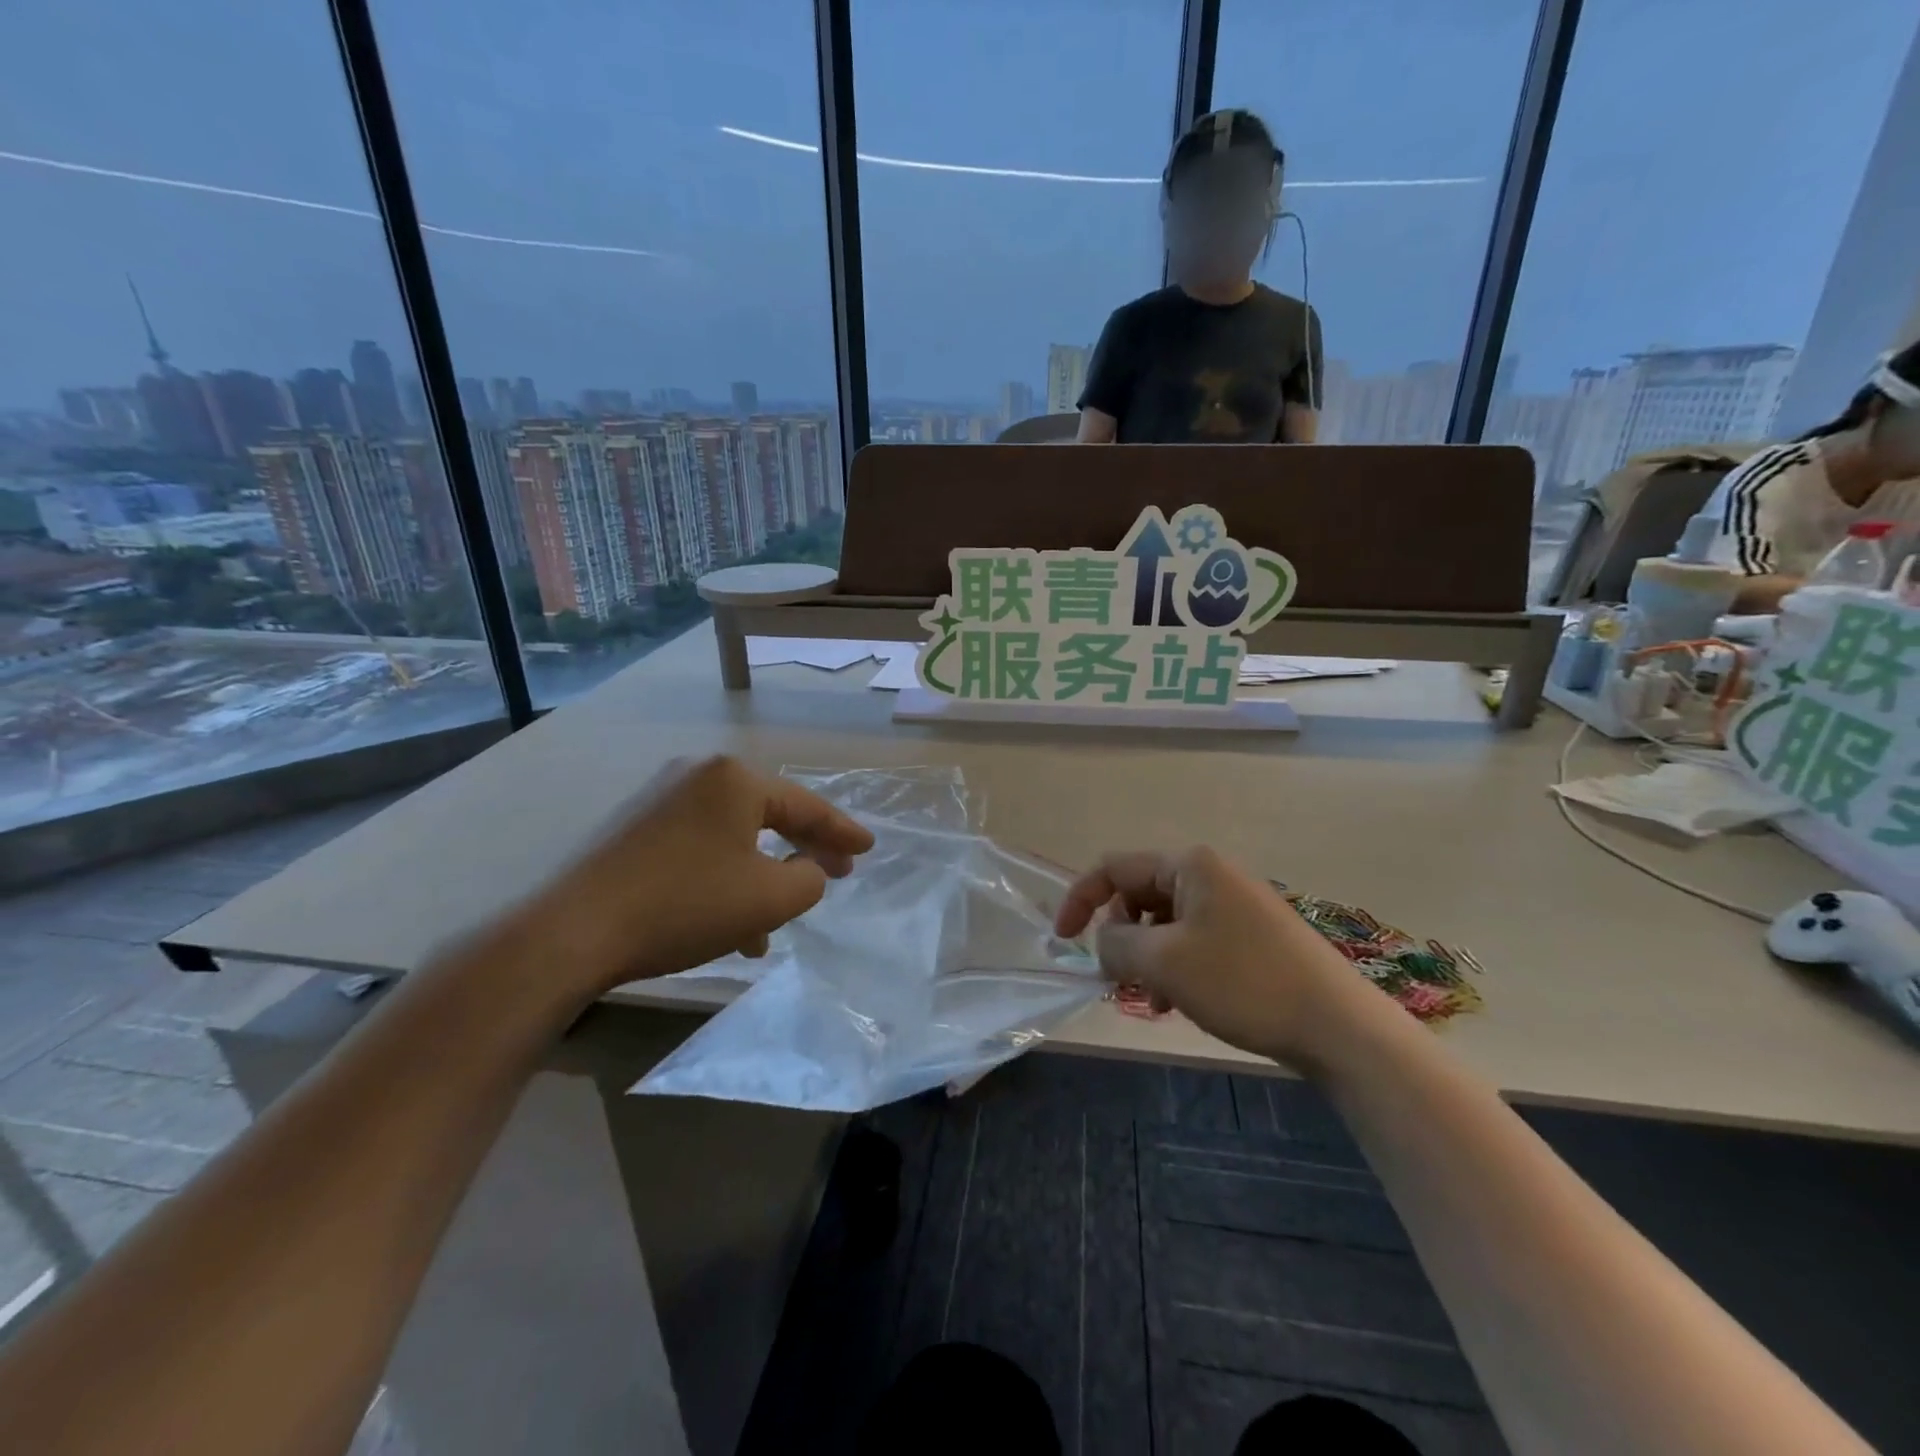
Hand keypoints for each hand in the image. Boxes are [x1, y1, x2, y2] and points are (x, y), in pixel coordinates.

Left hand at [517, 756, 873, 997]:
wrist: (571, 930)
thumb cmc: (684, 905)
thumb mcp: (768, 899)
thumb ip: (809, 880)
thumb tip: (809, 869)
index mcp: (735, 778)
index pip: (806, 806)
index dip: (842, 832)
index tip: (868, 849)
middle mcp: (698, 774)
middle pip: (769, 814)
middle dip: (803, 850)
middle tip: (836, 873)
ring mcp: (660, 797)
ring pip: (732, 836)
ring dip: (759, 875)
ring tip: (775, 923)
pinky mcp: (632, 825)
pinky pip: (698, 845)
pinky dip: (722, 876)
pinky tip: (726, 922)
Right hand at [1053, 847, 1384, 1068]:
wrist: (1338, 1026)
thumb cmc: (1243, 982)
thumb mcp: (1163, 962)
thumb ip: (1115, 945)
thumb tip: (1102, 942)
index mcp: (1189, 864)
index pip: (1113, 867)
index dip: (1080, 900)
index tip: (1063, 941)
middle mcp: (1211, 873)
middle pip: (1140, 894)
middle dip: (1121, 936)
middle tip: (1120, 978)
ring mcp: (1236, 904)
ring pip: (1166, 923)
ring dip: (1148, 958)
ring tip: (1155, 1000)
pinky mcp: (1253, 935)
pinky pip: (1195, 940)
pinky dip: (1177, 966)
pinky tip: (1183, 1003)